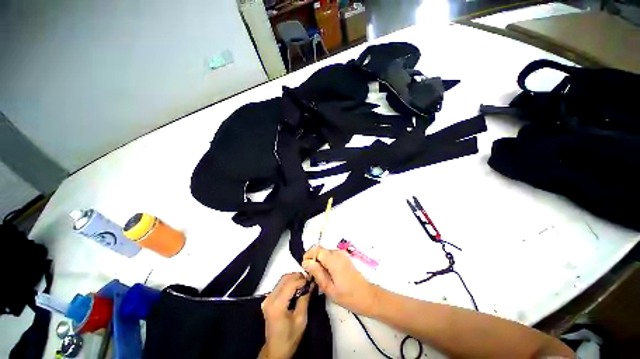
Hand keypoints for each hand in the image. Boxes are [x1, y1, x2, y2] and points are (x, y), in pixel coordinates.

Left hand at [259, 273, 311, 358]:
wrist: (276, 350)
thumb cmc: (290, 337)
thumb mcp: (301, 319)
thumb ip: (305, 299)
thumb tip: (311, 284)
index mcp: (277, 305)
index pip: (291, 284)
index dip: (302, 280)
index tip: (312, 279)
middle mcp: (270, 298)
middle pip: (285, 278)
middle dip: (298, 277)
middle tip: (309, 280)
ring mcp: (267, 298)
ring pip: (282, 280)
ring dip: (294, 278)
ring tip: (304, 283)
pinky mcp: (268, 300)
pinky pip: (280, 285)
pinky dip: (289, 283)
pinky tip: (297, 287)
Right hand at [302, 246, 378, 314]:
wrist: (367, 296)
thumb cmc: (348, 295)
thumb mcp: (329, 288)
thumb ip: (317, 272)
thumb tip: (305, 262)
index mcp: (333, 259)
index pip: (315, 250)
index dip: (308, 257)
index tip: (306, 269)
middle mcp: (337, 252)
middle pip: (319, 250)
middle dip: (313, 260)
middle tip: (312, 276)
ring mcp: (341, 254)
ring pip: (324, 253)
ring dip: (319, 262)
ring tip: (320, 277)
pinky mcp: (344, 257)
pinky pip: (330, 256)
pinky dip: (325, 262)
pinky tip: (327, 275)